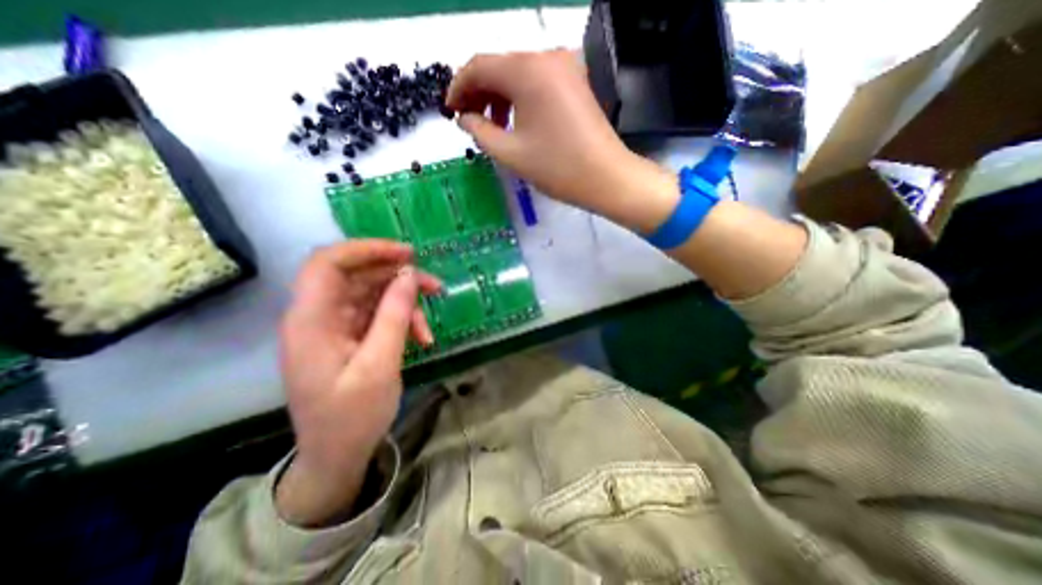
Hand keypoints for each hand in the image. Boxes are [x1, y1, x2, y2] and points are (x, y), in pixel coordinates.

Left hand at [275, 241, 435, 527]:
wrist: (336, 457)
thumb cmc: (352, 417)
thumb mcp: (379, 365)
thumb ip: (394, 316)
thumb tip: (410, 275)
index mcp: (311, 321)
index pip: (328, 263)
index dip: (367, 249)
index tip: (407, 254)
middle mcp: (318, 317)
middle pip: (357, 277)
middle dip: (399, 278)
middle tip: (435, 287)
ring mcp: (334, 327)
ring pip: (372, 295)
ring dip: (405, 304)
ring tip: (429, 327)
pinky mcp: (349, 337)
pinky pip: (377, 315)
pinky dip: (401, 321)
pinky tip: (420, 338)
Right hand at [450, 48, 685, 232]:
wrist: (606, 177)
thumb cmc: (557, 168)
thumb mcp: (510, 153)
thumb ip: (479, 131)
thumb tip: (464, 117)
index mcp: (527, 71)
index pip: (479, 66)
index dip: (458, 87)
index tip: (450, 111)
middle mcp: (546, 58)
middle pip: (499, 67)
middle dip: (479, 93)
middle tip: (469, 121)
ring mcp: (564, 67)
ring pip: (518, 74)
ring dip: (499, 97)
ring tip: (492, 127)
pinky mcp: (575, 81)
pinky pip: (537, 82)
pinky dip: (520, 98)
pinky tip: (516, 122)